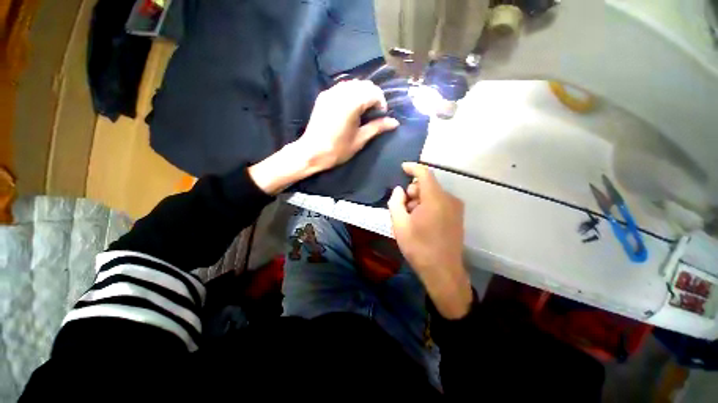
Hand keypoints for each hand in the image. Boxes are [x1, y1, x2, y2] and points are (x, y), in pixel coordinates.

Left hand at [249, 80, 398, 194]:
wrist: (312, 152)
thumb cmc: (338, 149)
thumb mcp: (360, 140)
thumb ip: (377, 127)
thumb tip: (395, 122)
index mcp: (351, 103)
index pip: (374, 92)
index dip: (381, 103)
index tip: (381, 116)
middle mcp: (341, 92)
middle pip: (364, 84)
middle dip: (373, 96)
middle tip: (373, 113)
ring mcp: (330, 92)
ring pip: (353, 84)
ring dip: (362, 93)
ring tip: (363, 111)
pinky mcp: (323, 96)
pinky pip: (342, 87)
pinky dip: (351, 93)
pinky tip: (350, 108)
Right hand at [388, 162, 472, 318]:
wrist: (443, 272)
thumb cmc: (418, 247)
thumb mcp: (399, 224)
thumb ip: (396, 202)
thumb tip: (399, 190)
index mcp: (435, 199)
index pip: (424, 174)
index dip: (412, 168)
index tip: (402, 167)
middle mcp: (449, 199)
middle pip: (428, 185)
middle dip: (413, 192)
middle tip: (403, 208)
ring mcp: (456, 209)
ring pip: (433, 195)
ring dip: (420, 201)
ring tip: (411, 218)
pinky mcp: (457, 217)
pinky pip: (440, 203)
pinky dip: (428, 206)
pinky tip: (422, 222)